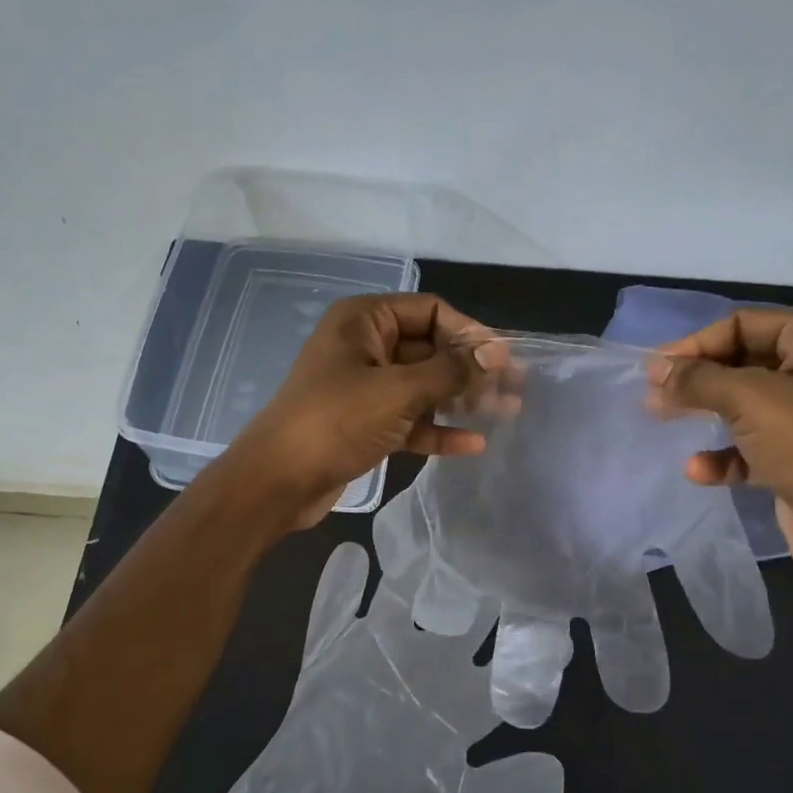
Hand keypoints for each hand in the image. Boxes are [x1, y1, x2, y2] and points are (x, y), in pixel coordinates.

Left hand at [223, 293, 491, 527]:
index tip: (504, 359)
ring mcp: (364, 387)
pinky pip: (409, 419)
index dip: (470, 332)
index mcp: (365, 321)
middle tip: (515, 388)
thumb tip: (497, 353)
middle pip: (430, 349)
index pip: (430, 311)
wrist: (277, 480)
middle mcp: (365, 347)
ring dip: (460, 400)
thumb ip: (450, 371)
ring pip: (422, 387)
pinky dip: (437, 429)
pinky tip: (472, 445)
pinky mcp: (364, 423)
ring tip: (505, 413)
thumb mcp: (398, 391)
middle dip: (471, 369)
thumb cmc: (335, 421)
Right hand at [647, 308, 792, 585]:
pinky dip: (725, 455)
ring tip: (662, 421)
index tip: (653, 368)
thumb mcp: (749, 399)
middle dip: (697, 380)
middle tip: (653, 394)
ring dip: (706, 415)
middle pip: (742, 363)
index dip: (696, 343)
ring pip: (745, 406)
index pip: (744, 324)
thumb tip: (656, 370)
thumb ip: (697, 379)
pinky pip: (753, 447)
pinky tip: (699, 471)